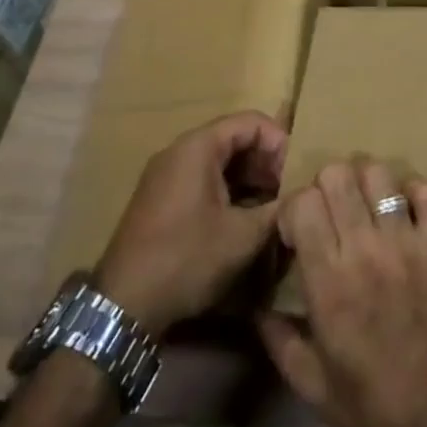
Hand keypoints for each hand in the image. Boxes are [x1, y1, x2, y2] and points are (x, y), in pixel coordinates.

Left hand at [96, 111, 286, 333]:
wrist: (122, 305)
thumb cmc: (185, 259)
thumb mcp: (241, 237)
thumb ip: (277, 210)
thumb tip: (304, 198)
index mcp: (198, 146)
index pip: (251, 121)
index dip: (279, 142)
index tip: (295, 174)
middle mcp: (179, 150)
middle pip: (233, 138)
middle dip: (265, 162)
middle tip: (286, 193)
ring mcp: (165, 173)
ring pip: (218, 160)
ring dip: (248, 179)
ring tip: (269, 208)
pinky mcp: (159, 198)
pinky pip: (201, 178)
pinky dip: (226, 190)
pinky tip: (241, 220)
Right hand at [258, 158, 426, 426]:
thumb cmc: (376, 403)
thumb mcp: (314, 387)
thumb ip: (279, 342)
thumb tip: (256, 308)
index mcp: (328, 279)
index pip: (303, 203)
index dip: (294, 208)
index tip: (297, 231)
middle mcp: (363, 248)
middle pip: (337, 174)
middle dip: (325, 186)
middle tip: (331, 213)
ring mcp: (405, 240)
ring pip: (379, 173)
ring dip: (367, 183)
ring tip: (367, 208)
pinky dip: (415, 194)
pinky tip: (408, 214)